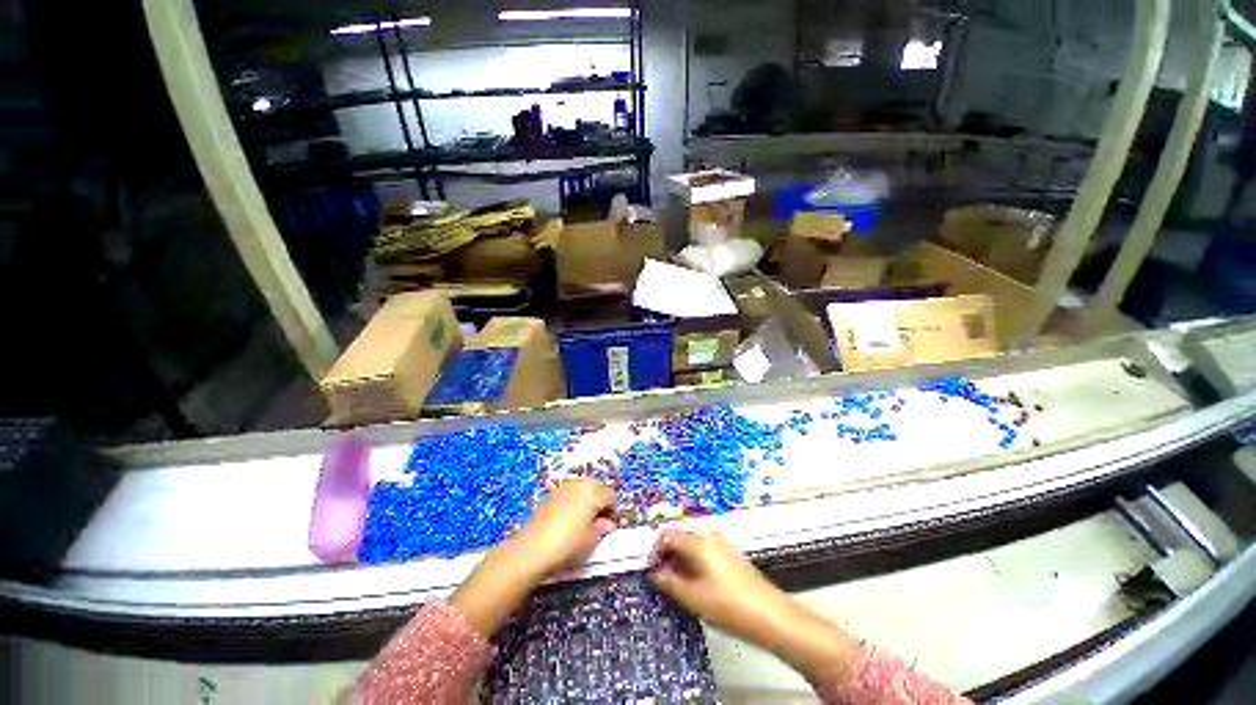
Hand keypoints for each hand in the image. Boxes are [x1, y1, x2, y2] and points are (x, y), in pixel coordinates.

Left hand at [453, 479, 616, 636]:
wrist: (532, 549)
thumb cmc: (567, 544)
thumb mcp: (591, 539)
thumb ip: (603, 527)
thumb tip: (607, 523)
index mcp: (593, 492)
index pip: (611, 496)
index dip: (613, 511)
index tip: (610, 526)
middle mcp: (579, 484)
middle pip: (597, 489)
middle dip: (600, 503)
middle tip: (599, 523)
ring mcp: (563, 487)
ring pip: (582, 490)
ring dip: (587, 502)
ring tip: (583, 522)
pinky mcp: (550, 494)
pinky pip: (569, 494)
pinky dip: (573, 503)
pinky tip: (568, 521)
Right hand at [649, 528, 793, 641]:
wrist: (772, 617)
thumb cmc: (729, 605)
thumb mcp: (692, 597)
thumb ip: (669, 583)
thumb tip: (654, 574)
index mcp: (698, 542)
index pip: (668, 536)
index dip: (655, 551)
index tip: (649, 569)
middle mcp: (709, 538)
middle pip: (680, 539)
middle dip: (667, 556)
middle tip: (660, 580)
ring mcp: (721, 547)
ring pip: (692, 548)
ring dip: (680, 563)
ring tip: (676, 587)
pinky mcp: (730, 559)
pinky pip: (704, 555)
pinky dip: (694, 566)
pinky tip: (696, 587)